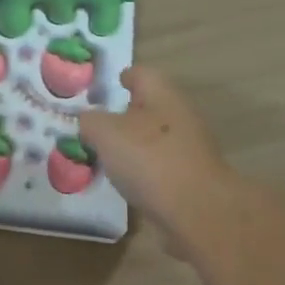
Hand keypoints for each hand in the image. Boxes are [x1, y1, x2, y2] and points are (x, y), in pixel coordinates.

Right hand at [79, 67, 237, 253]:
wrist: (196, 210)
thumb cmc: (149, 159)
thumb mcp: (105, 133)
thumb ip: (90, 121)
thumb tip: (87, 120)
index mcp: (163, 95)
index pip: (143, 74)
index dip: (125, 77)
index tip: (111, 84)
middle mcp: (181, 115)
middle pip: (151, 106)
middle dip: (127, 112)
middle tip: (100, 124)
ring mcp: (190, 148)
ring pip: (157, 137)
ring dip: (136, 143)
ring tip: (109, 155)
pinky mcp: (192, 177)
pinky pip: (162, 164)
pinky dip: (146, 168)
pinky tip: (128, 181)